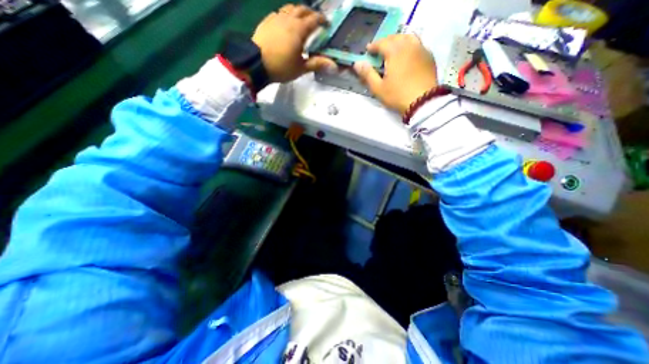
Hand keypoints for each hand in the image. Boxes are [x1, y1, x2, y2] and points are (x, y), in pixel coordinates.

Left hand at [252, 5, 337, 83]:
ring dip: (297, 11)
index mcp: (299, 30)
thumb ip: (317, 64)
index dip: (322, 20)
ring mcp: (276, 18)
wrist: (256, 63)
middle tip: (315, 20)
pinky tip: (285, 23)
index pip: (313, 20)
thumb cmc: (281, 67)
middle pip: (301, 9)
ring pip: (289, 8)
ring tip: (300, 19)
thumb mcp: (301, 68)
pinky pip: (278, 13)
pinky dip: (285, 15)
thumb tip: (334, 66)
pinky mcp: (266, 21)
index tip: (327, 23)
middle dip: (310, 13)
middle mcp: (288, 19)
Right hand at [353, 35, 438, 115]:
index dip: (373, 46)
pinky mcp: (429, 56)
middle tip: (379, 50)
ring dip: (398, 41)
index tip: (368, 50)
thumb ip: (367, 74)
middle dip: (386, 42)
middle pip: (395, 38)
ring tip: (394, 50)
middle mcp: (409, 45)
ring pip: (408, 38)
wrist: (422, 101)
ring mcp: (421, 49)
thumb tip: (357, 64)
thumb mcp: (378, 88)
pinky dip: (410, 46)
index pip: (382, 43)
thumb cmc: (397, 95)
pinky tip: (407, 56)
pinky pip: (418, 45)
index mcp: (395, 51)